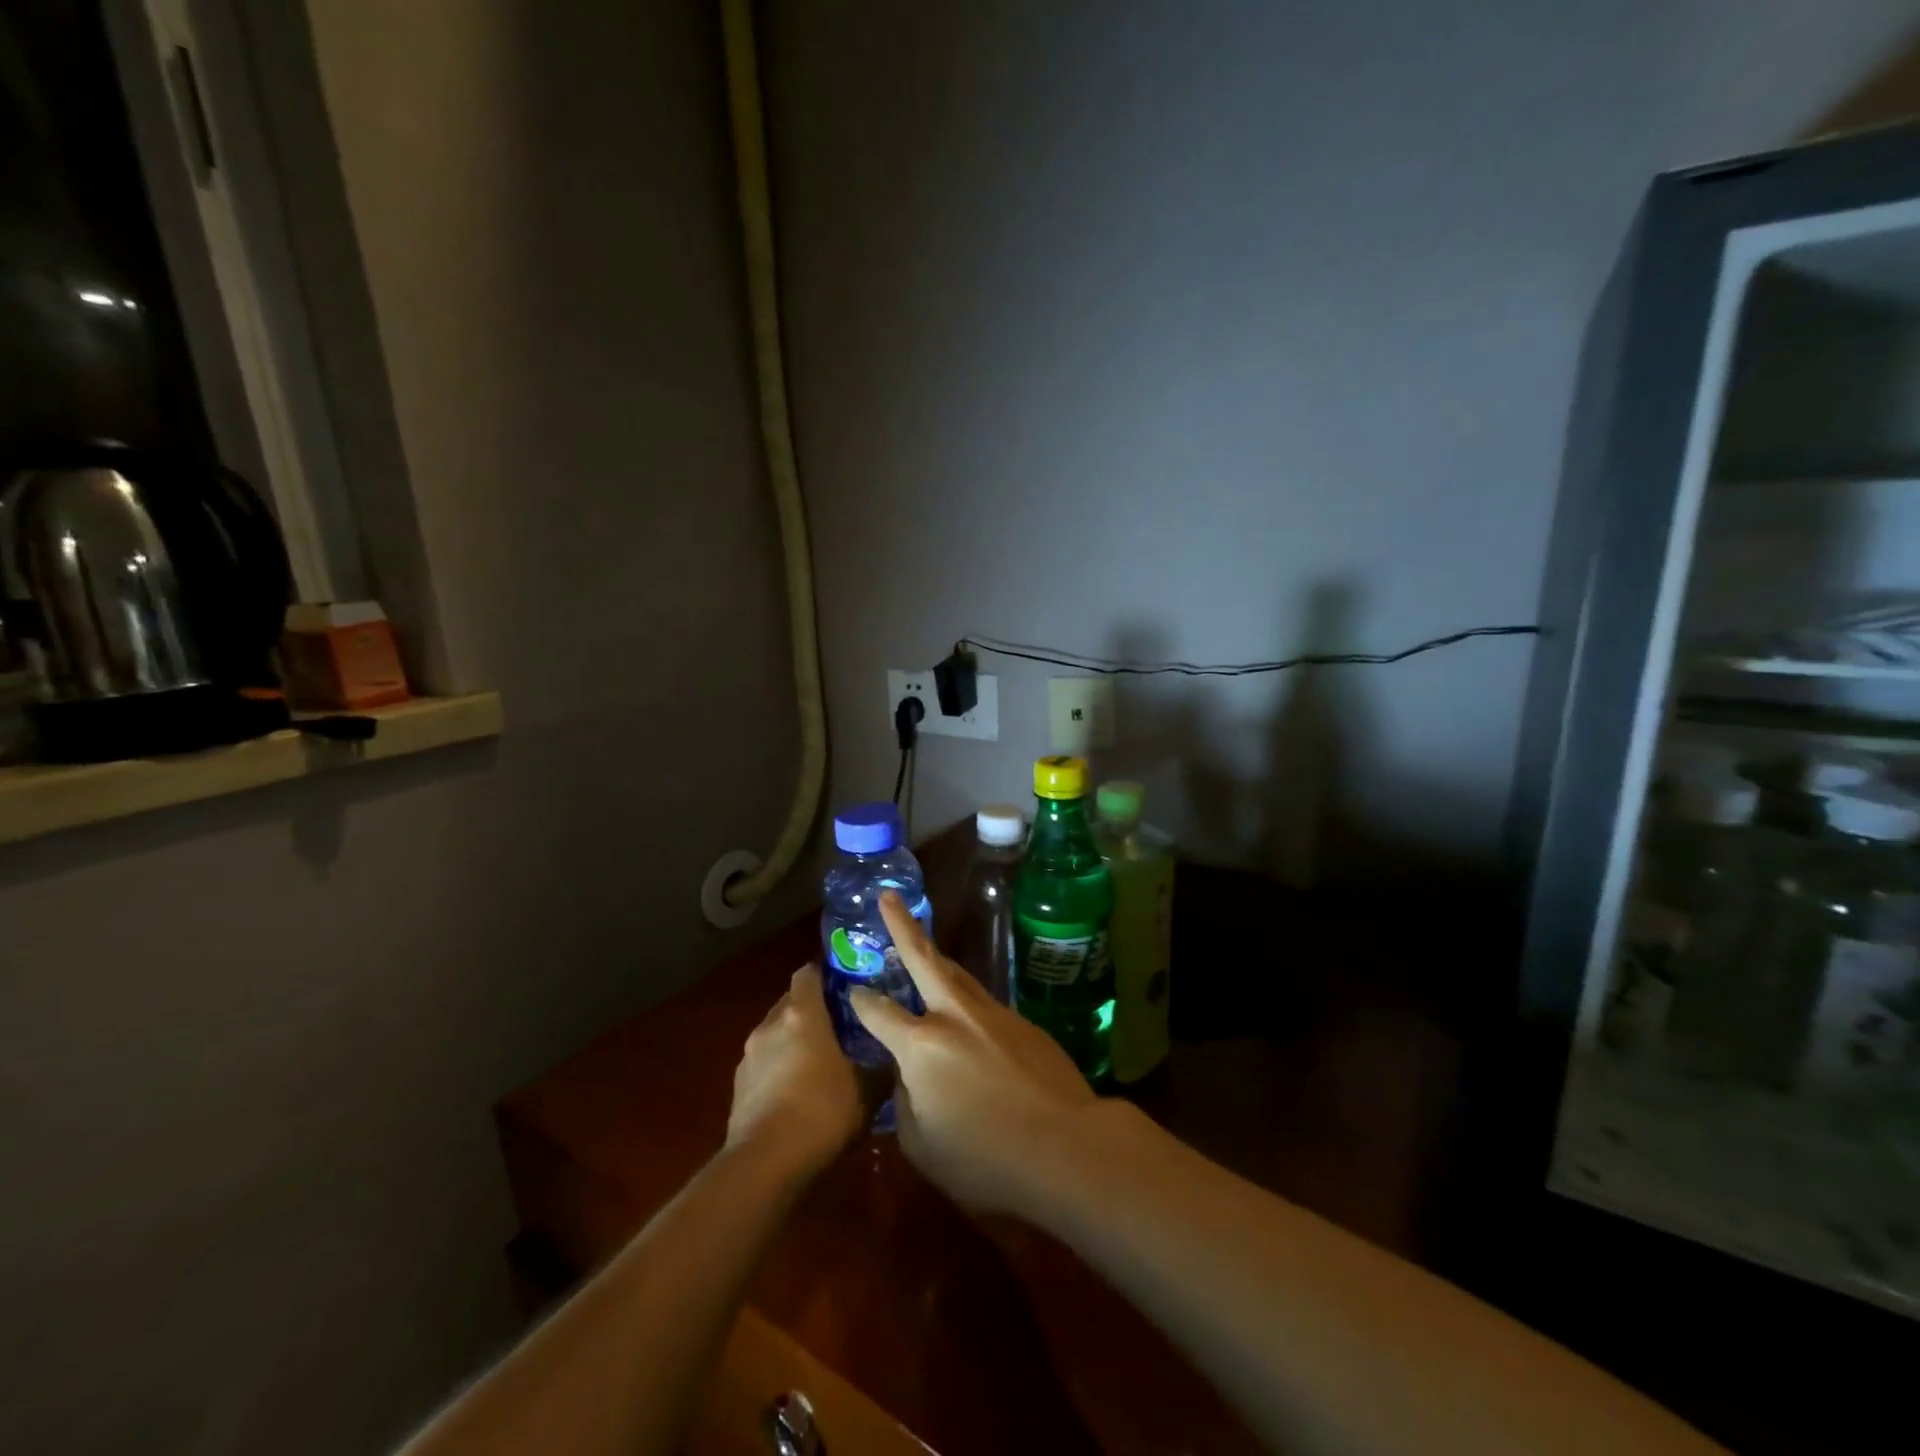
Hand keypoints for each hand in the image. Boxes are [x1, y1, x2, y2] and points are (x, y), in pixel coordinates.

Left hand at [726, 965, 863, 1179]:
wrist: (764, 1163)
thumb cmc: (821, 1112)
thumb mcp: (866, 1091)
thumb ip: (879, 1067)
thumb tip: (895, 1058)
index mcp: (802, 1014)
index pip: (808, 973)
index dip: (826, 973)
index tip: (846, 983)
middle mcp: (771, 1024)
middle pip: (791, 1001)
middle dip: (812, 1008)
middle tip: (840, 1023)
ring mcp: (749, 1054)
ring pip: (775, 1032)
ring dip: (793, 1039)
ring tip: (818, 1060)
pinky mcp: (738, 1085)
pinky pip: (763, 1062)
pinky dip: (778, 1067)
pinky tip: (796, 1092)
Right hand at [850, 891, 1097, 1214]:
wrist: (1067, 1146)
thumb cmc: (985, 1159)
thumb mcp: (923, 1145)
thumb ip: (905, 1103)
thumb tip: (908, 1076)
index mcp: (921, 1045)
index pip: (879, 1012)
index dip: (860, 1000)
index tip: (851, 988)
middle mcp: (954, 1016)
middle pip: (923, 958)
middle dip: (901, 925)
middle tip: (888, 896)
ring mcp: (993, 1014)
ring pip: (957, 975)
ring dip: (936, 959)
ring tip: (922, 947)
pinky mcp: (1023, 1022)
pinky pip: (984, 1003)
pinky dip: (966, 1000)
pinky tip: (967, 1015)